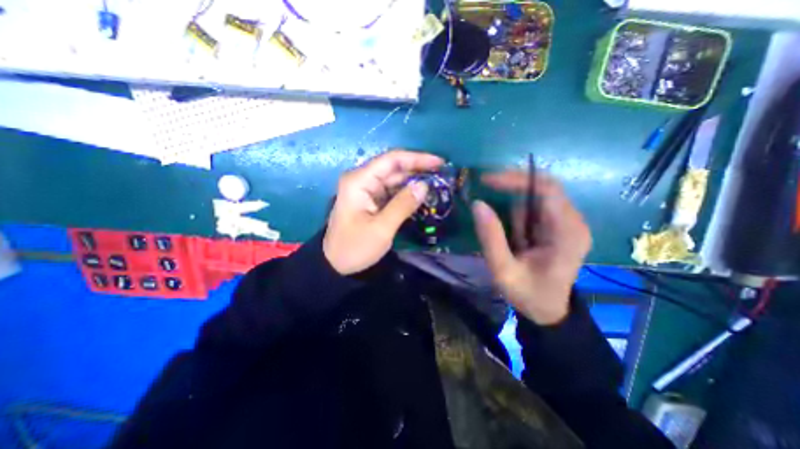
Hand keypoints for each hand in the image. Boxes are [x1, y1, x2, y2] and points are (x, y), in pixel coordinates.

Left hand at [320, 151, 443, 274]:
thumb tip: (424, 185)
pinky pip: (391, 191)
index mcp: (359, 181)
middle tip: (442, 175)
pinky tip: (421, 195)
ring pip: (394, 179)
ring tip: (436, 184)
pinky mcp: (370, 200)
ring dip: (414, 181)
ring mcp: (366, 190)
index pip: (391, 160)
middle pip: (394, 168)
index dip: (417, 158)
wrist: (335, 265)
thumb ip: (403, 205)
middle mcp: (362, 180)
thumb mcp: (381, 228)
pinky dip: (406, 193)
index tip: (439, 163)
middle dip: (418, 170)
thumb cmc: (355, 247)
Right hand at [469, 171, 589, 321]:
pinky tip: (517, 238)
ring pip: (537, 198)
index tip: (487, 180)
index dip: (516, 179)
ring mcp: (568, 223)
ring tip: (512, 241)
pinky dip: (518, 215)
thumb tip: (477, 204)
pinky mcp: (559, 226)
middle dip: (512, 187)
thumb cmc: (529, 294)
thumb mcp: (503, 271)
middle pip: (544, 188)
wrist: (549, 311)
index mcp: (567, 233)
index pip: (547, 190)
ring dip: (515, 210)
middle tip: (485, 191)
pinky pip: (536, 208)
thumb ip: (491, 238)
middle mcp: (573, 222)